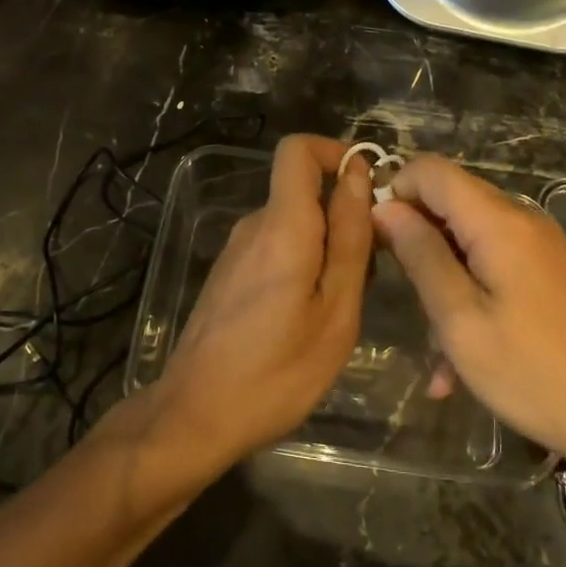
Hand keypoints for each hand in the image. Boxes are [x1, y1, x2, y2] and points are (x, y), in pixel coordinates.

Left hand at [150, 135, 373, 472]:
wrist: (195, 416)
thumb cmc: (277, 371)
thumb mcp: (335, 310)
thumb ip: (349, 237)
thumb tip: (358, 174)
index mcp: (282, 225)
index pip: (297, 150)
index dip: (335, 152)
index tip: (369, 188)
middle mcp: (254, 225)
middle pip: (303, 190)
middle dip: (343, 214)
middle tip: (369, 271)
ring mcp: (236, 250)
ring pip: (293, 222)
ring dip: (326, 245)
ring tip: (341, 305)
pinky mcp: (229, 274)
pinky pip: (276, 247)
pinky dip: (303, 263)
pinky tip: (309, 317)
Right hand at [372, 156, 565, 493]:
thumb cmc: (535, 375)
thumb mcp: (461, 320)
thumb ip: (421, 256)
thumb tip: (385, 207)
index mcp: (499, 222)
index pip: (432, 170)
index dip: (395, 191)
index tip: (375, 239)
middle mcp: (523, 220)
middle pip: (451, 201)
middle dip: (416, 240)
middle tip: (401, 295)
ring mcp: (540, 247)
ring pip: (468, 240)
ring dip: (441, 281)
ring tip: (434, 350)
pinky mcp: (549, 274)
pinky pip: (493, 267)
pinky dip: (469, 298)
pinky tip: (457, 365)